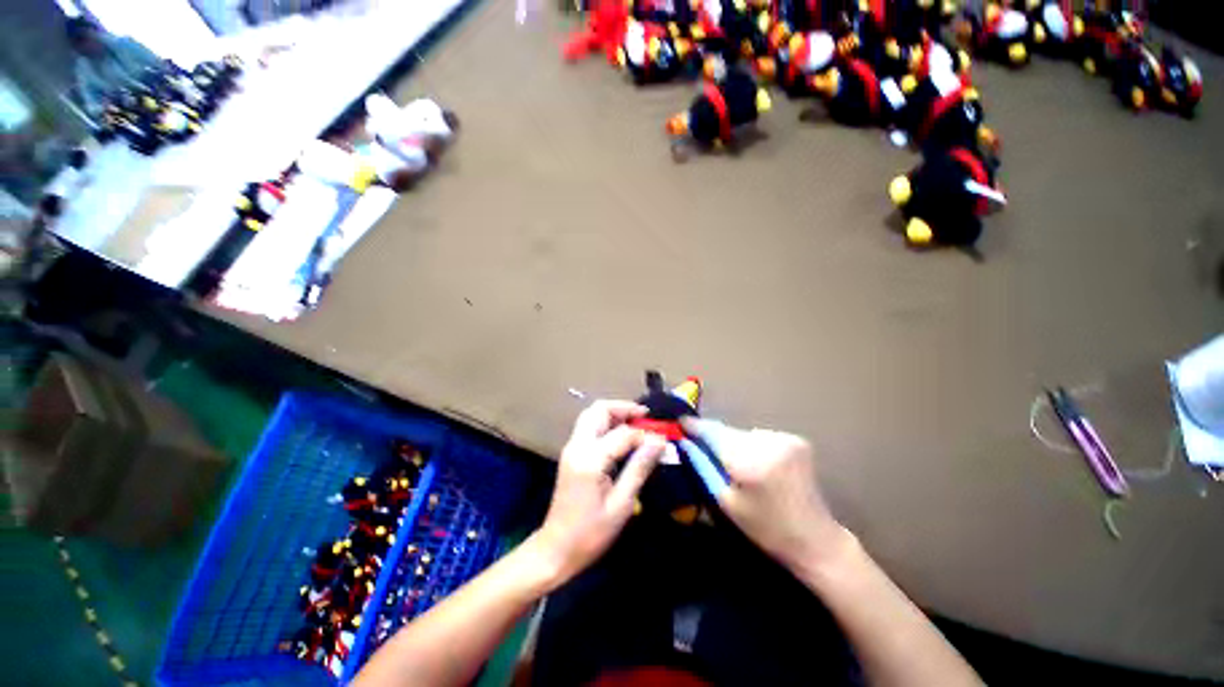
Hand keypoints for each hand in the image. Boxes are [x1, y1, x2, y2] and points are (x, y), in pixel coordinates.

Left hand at [532, 400, 665, 582]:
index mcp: (589, 459)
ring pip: (592, 414)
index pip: (622, 433)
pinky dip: (606, 423)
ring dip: (614, 413)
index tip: (662, 440)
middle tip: (646, 417)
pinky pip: (589, 426)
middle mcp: (577, 446)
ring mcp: (571, 448)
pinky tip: (622, 436)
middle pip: (599, 410)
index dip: (644, 434)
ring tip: (637, 423)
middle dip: (624, 408)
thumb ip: (639, 468)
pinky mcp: (571, 453)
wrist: (556, 549)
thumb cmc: (591, 533)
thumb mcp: (621, 504)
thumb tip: (659, 442)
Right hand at [682, 418, 846, 572]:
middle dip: (714, 438)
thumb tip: (685, 442)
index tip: (680, 421)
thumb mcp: (726, 502)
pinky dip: (752, 445)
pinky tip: (756, 463)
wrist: (815, 539)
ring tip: (733, 462)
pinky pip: (760, 436)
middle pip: (728, 432)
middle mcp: (767, 442)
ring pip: (744, 433)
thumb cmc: (766, 528)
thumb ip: (703, 467)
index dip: (695, 425)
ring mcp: (785, 438)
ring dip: (734, 443)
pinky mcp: (796, 440)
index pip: (713, 432)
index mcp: (748, 462)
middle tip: (701, 447)